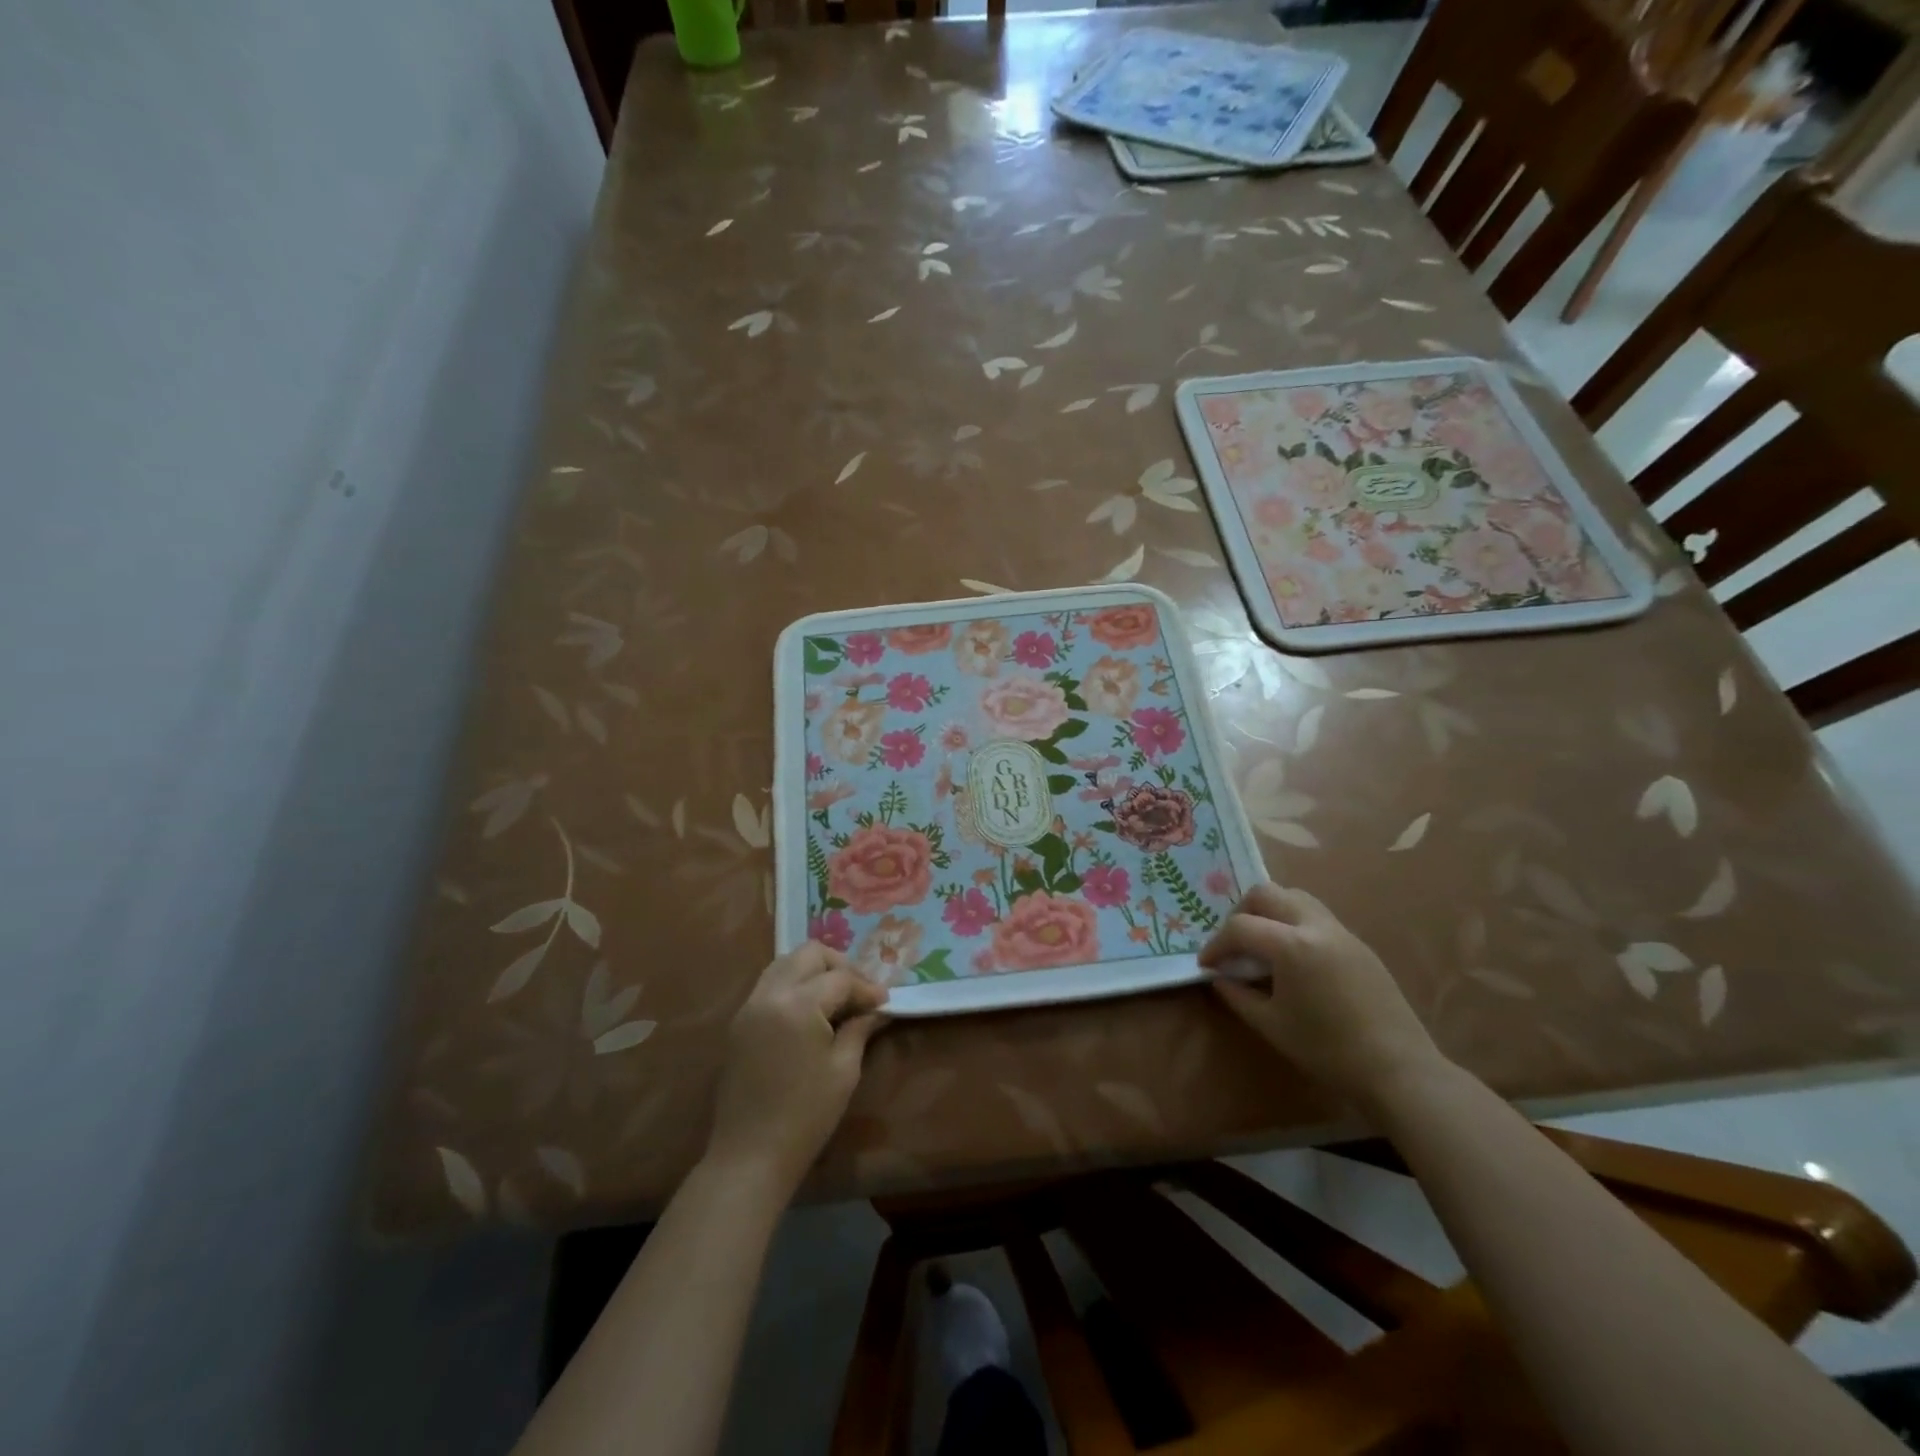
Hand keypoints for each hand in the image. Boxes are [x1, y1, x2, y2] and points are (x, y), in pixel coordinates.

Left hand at [706, 943, 888, 1193]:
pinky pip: (769, 984)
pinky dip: (793, 984)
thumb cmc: (805, 1116)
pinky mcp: (739, 1022)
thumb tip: (876, 1009)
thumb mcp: (843, 1070)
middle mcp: (770, 994)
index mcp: (798, 1004)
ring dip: (814, 970)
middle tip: (860, 992)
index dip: (867, 988)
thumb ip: (859, 1029)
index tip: (885, 1002)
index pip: (840, 978)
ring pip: (785, 963)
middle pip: (809, 954)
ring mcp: (750, 1006)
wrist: (749, 1156)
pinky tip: (811, 1009)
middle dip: (839, 966)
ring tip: (837, 997)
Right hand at [1200, 883, 1445, 1109]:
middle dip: (1241, 913)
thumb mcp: (1271, 1024)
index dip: (1216, 945)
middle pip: (1266, 893)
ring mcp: (1340, 931)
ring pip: (1294, 896)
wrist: (1397, 1069)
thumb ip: (1237, 994)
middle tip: (1234, 945)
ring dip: (1270, 911)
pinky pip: (1316, 916)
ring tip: (1262, 945)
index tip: (1207, 965)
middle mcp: (1315, 926)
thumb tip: (1218, 977)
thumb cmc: (1327, 1049)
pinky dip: (1293, 923)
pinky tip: (1292, 958)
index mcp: (1291, 945)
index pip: (1240, 927)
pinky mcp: (1357, 944)